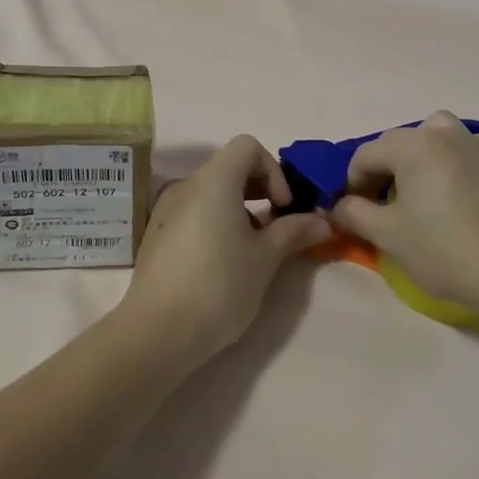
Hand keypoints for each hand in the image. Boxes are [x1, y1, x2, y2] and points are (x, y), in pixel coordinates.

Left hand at [117, 136, 331, 368]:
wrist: (157, 332)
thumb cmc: (219, 285)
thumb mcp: (266, 258)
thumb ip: (294, 232)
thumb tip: (322, 221)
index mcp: (214, 180)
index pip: (247, 146)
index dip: (273, 170)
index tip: (282, 207)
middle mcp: (187, 185)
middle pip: (229, 167)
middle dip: (260, 189)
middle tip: (276, 227)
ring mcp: (166, 209)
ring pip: (212, 192)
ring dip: (239, 208)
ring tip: (252, 249)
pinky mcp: (156, 235)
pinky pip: (193, 212)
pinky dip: (215, 222)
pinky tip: (223, 262)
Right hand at [331, 112, 478, 321]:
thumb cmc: (442, 250)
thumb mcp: (387, 235)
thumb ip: (354, 213)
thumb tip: (338, 206)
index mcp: (411, 146)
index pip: (366, 154)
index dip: (352, 181)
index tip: (352, 210)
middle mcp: (444, 135)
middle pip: (400, 141)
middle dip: (384, 167)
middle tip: (381, 203)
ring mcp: (478, 146)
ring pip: (442, 130)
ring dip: (426, 148)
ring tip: (423, 181)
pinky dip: (471, 152)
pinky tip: (468, 174)